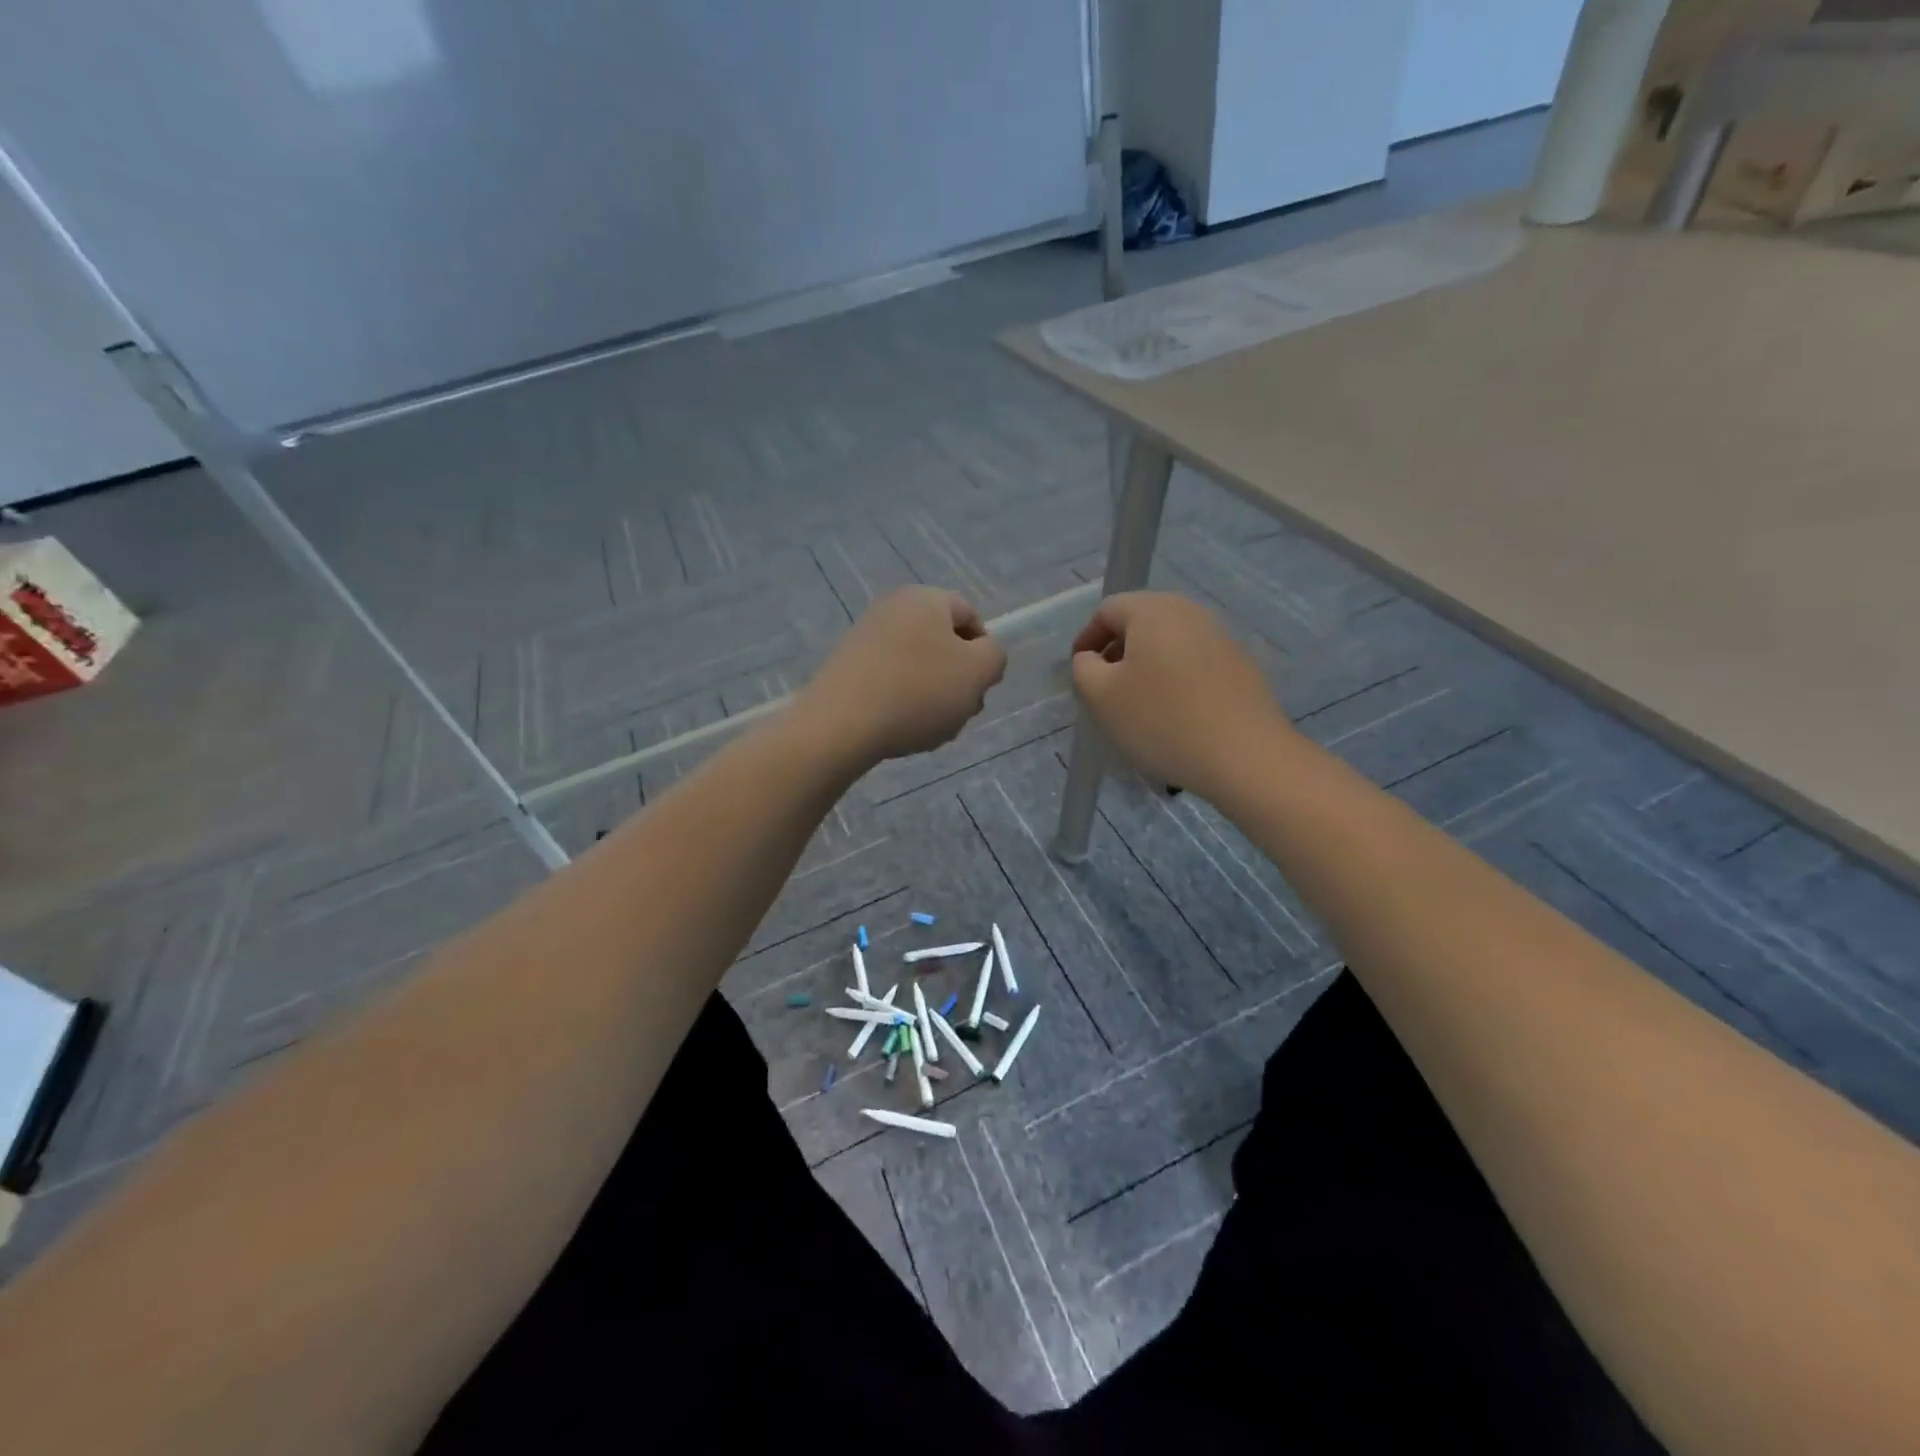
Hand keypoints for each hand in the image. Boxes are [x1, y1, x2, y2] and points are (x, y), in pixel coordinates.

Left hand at [796, 587, 1007, 765]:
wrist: (841, 724)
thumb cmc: (918, 692)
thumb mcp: (978, 672)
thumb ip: (994, 656)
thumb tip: (983, 652)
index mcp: (925, 598)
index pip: (970, 615)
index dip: (984, 651)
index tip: (981, 686)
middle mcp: (892, 608)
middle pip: (942, 642)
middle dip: (958, 678)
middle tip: (960, 711)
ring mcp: (865, 637)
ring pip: (917, 665)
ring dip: (932, 695)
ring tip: (930, 726)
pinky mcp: (846, 666)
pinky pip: (889, 680)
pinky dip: (902, 702)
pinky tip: (902, 728)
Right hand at [1070, 592, 1293, 799]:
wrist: (1245, 755)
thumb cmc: (1161, 720)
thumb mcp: (1101, 696)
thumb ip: (1084, 669)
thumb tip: (1091, 658)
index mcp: (1153, 610)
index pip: (1107, 610)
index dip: (1087, 639)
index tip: (1080, 672)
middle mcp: (1189, 611)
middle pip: (1141, 621)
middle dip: (1117, 651)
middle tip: (1105, 687)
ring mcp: (1221, 636)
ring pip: (1169, 642)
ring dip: (1147, 666)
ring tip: (1138, 703)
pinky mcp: (1241, 664)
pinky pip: (1194, 662)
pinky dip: (1175, 678)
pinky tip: (1174, 713)